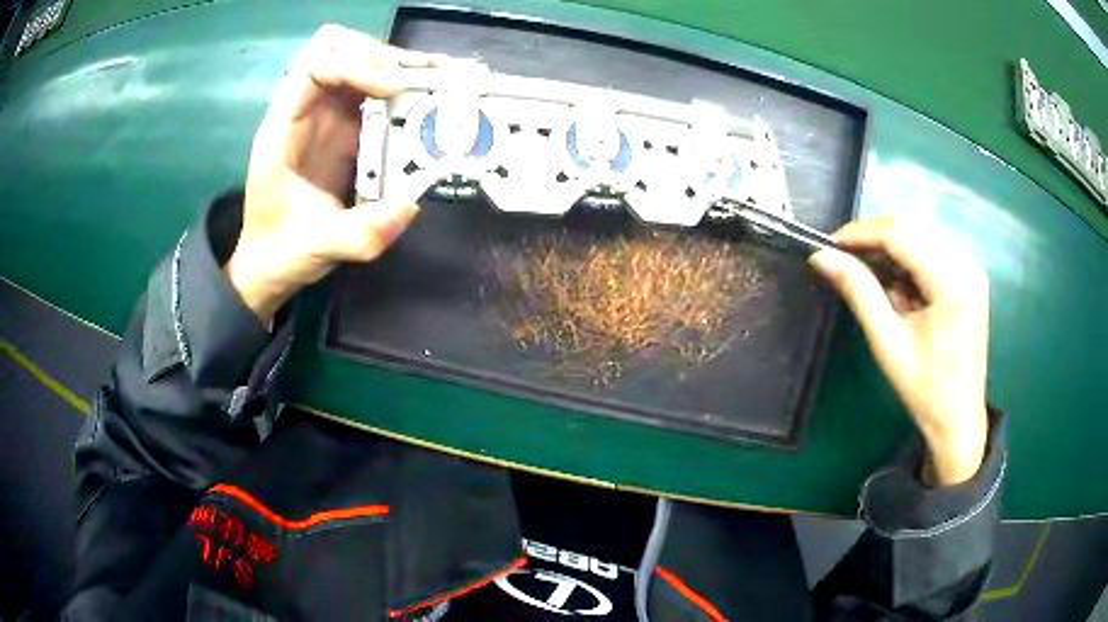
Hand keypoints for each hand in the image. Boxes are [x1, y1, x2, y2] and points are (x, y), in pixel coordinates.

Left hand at [226, 25, 442, 323]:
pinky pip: (374, 92)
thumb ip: (359, 234)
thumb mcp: (317, 249)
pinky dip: (403, 88)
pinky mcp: (345, 129)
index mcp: (284, 129)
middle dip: (383, 57)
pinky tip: (430, 99)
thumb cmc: (280, 251)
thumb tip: (411, 205)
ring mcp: (325, 117)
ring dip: (398, 67)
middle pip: (339, 50)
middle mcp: (305, 112)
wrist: (269, 264)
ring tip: (439, 81)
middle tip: (425, 80)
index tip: (396, 89)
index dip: (357, 67)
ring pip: (359, 63)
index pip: (315, 68)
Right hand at [810, 216, 989, 485]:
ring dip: (891, 254)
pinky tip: (900, 292)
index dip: (861, 234)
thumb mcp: (888, 343)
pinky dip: (908, 264)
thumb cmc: (925, 391)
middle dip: (875, 243)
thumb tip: (822, 257)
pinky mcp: (970, 277)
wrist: (959, 420)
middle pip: (911, 231)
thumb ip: (858, 292)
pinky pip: (931, 253)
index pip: (900, 236)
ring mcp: (971, 269)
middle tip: (845, 263)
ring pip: (919, 238)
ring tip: (875, 287)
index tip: (829, 245)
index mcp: (952, 284)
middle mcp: (966, 266)